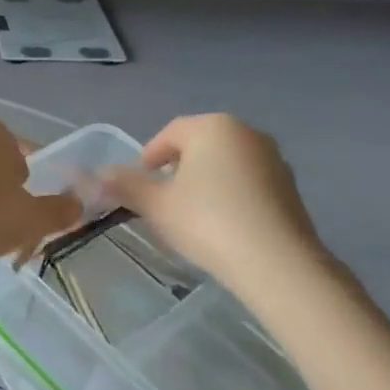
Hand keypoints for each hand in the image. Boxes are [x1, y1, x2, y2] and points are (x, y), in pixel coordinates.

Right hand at [105, 115, 326, 292]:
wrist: (276, 262)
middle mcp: (247, 133)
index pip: (170, 133)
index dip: (148, 157)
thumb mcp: (155, 204)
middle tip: (161, 200)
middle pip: (199, 146)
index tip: (139, 184)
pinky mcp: (289, 188)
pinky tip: (221, 225)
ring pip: (224, 164)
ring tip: (190, 216)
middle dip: (176, 169)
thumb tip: (100, 175)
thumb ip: (125, 185)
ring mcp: (274, 160)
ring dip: (203, 182)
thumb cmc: (207, 221)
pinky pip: (247, 183)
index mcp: (213, 127)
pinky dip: (229, 196)